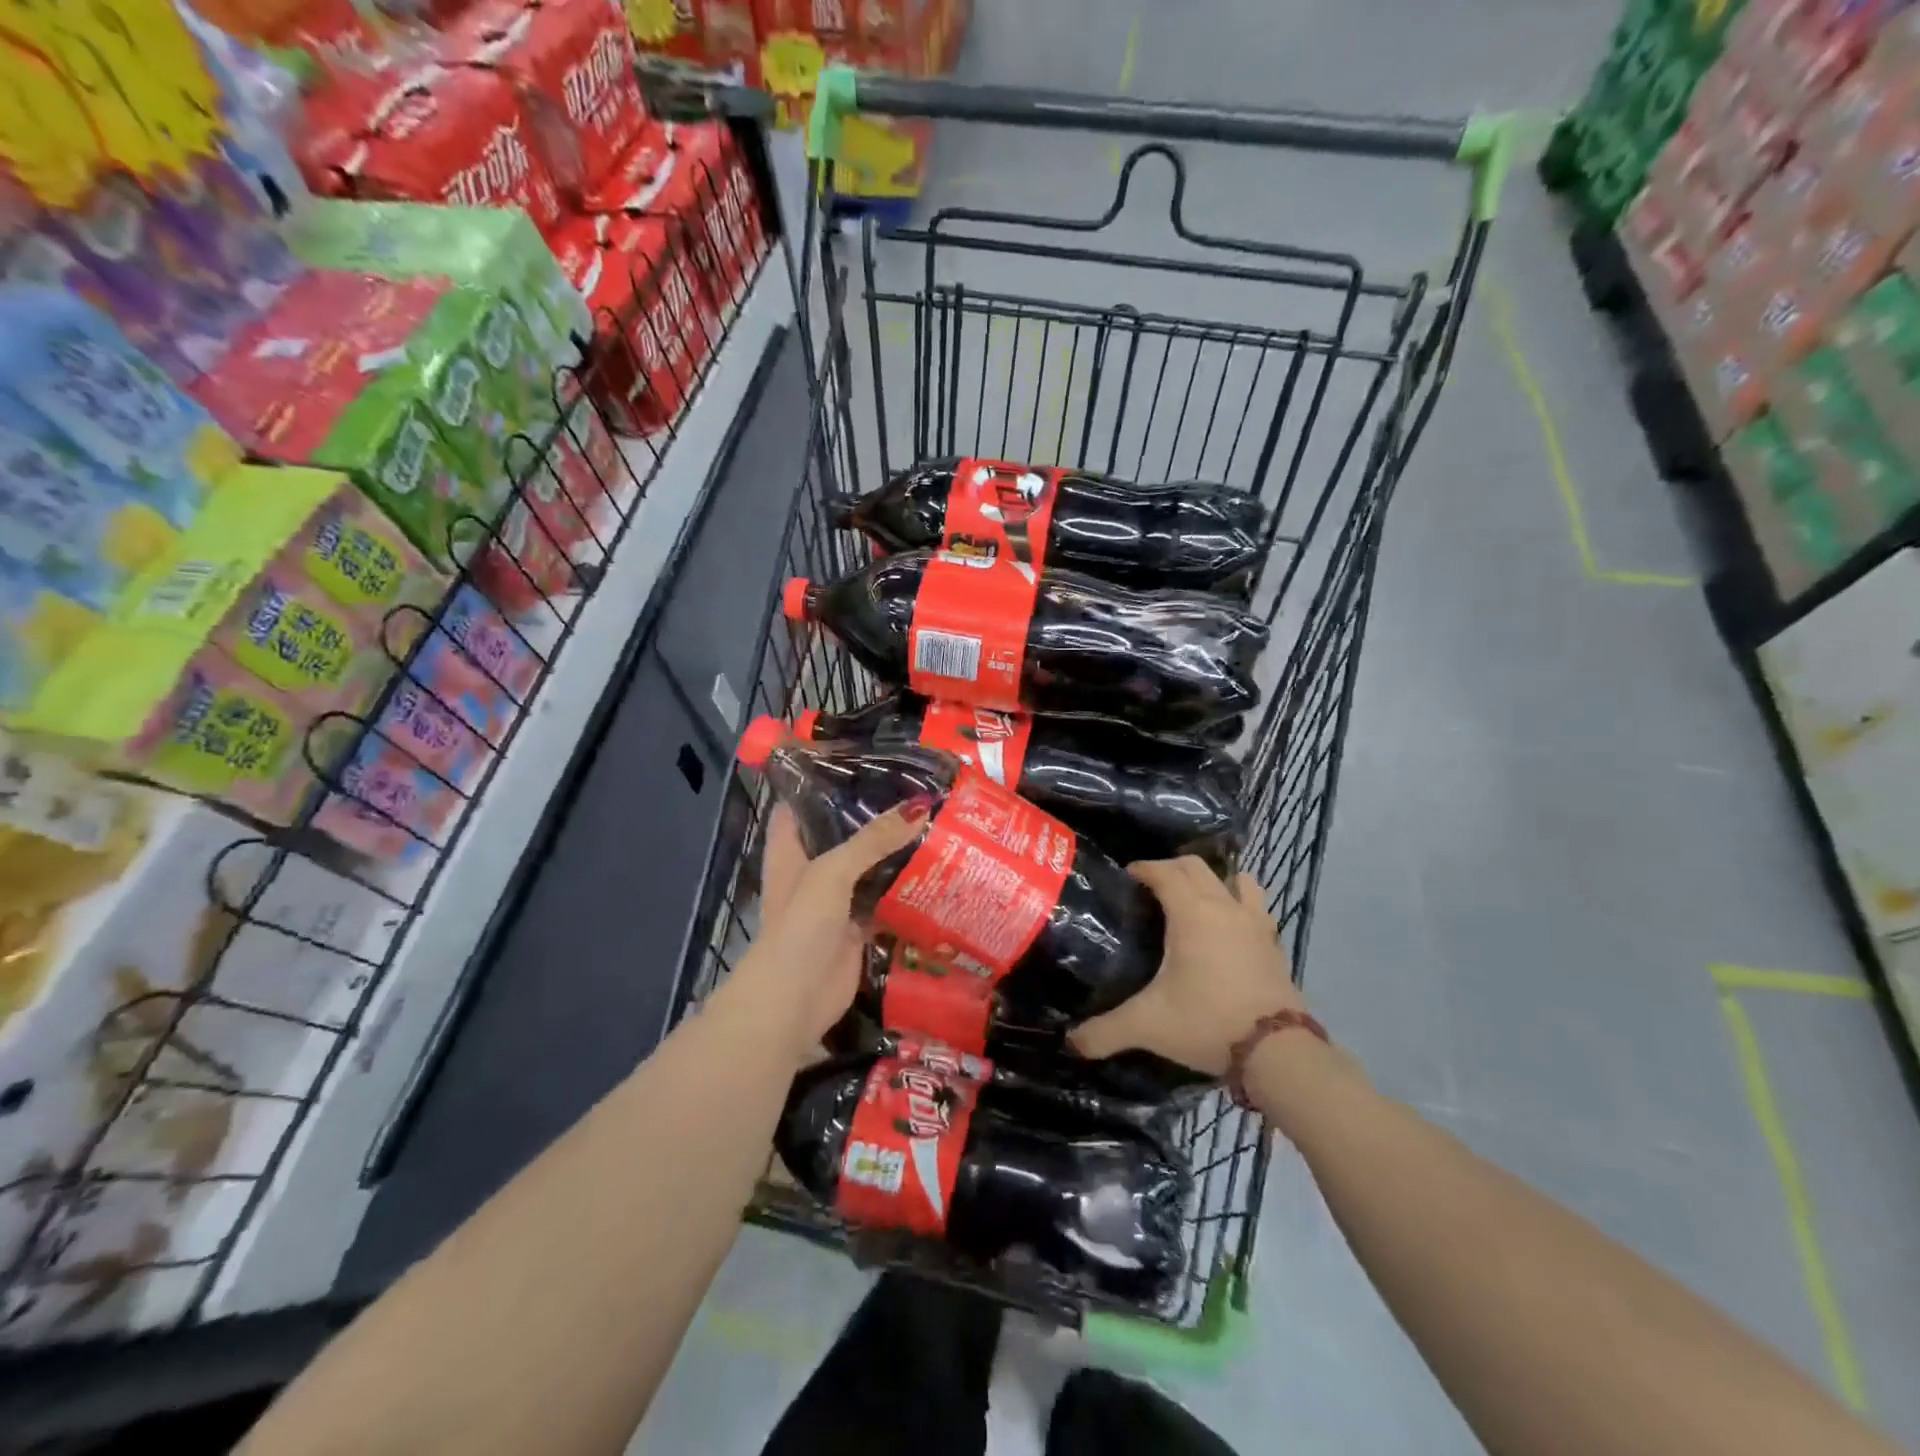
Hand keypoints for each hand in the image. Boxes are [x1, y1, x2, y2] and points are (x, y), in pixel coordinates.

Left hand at [712, 801, 927, 1062]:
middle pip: (843, 832)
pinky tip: (937, 869)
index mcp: (790, 848)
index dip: (827, 779)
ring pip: (868, 866)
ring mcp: (835, 899)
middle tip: (918, 787)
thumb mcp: (832, 872)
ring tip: (936, 820)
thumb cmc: (799, 926)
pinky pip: (884, 900)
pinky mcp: (857, 927)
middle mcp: (811, 868)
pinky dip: (905, 889)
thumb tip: (921, 806)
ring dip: (895, 850)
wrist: (793, 1001)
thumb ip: (874, 840)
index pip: (804, 801)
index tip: (867, 759)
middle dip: (875, 814)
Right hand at [1071, 858, 1305, 1076]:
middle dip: (1171, 868)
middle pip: (1197, 867)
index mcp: (1191, 913)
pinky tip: (1229, 927)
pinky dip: (1240, 904)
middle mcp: (1224, 907)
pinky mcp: (1274, 943)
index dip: (1143, 868)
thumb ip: (1105, 1031)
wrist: (1277, 1051)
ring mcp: (1255, 923)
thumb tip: (1072, 1041)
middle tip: (1151, 887)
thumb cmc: (1208, 1023)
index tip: (1126, 877)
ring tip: (1195, 898)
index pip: (1164, 871)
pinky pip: (1256, 906)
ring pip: (1235, 879)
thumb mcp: (1148, 1026)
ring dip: (1214, 880)